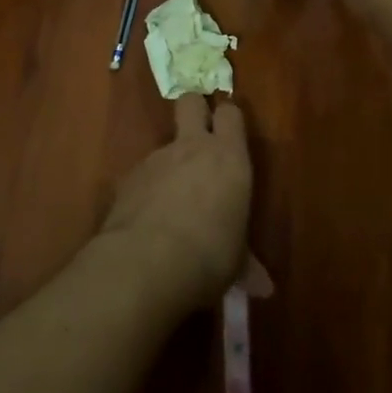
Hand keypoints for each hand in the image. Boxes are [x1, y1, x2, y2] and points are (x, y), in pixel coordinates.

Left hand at [100, 94, 252, 313]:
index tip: (230, 134)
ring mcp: (155, 160)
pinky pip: (142, 176)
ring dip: (170, 166)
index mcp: (228, 157)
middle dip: (195, 111)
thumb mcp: (235, 263)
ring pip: (164, 145)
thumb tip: (265, 289)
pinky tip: (147, 222)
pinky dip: (146, 191)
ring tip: (172, 205)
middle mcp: (192, 147)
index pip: (230, 114)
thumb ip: (246, 265)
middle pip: (190, 102)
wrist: (144, 262)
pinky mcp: (126, 179)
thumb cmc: (208, 255)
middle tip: (200, 136)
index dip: (228, 119)